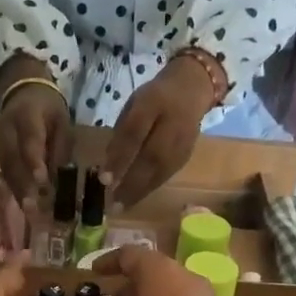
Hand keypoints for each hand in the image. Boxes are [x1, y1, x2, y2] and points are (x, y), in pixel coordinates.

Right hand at [0, 58, 72, 202]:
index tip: (41, 180)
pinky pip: (4, 171)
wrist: (22, 90)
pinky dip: (14, 188)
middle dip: (22, 184)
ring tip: (28, 211)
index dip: (33, 160)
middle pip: (12, 159)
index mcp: (26, 115)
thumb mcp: (62, 120)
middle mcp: (6, 129)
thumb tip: (57, 176)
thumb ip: (60, 146)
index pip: (29, 139)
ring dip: (17, 191)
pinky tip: (23, 204)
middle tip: (32, 207)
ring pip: (6, 168)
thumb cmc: (47, 108)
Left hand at [103, 56, 214, 208]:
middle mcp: (172, 122)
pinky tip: (138, 197)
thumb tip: (110, 165)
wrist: (191, 89)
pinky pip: (168, 173)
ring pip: (162, 170)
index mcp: (152, 102)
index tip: (103, 180)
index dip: (119, 158)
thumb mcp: (134, 105)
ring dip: (141, 190)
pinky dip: (151, 187)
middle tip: (113, 203)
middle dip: (131, 182)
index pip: (134, 133)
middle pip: (152, 157)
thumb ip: (122, 132)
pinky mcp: (188, 153)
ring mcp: (184, 140)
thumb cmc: (154, 99)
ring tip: (123, 206)